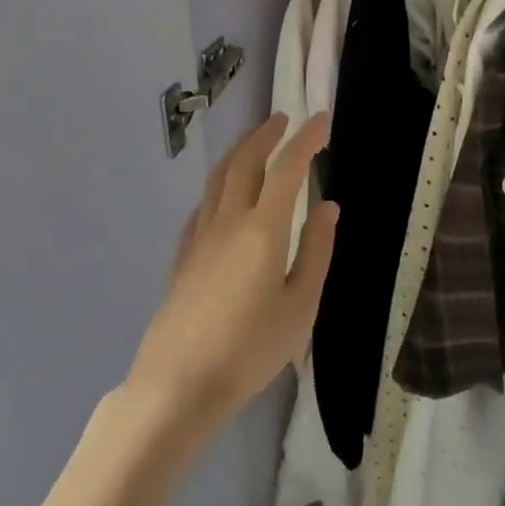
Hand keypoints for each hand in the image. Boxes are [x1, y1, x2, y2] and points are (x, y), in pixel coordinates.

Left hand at [127, 113, 337, 428]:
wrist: (177, 386)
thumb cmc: (249, 350)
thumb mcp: (300, 307)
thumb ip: (316, 252)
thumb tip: (328, 207)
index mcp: (263, 229)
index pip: (287, 168)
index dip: (306, 139)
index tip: (321, 119)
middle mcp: (229, 221)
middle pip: (246, 161)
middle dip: (266, 134)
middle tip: (284, 119)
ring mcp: (200, 237)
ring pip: (219, 177)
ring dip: (240, 150)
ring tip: (255, 141)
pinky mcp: (182, 256)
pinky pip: (203, 204)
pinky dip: (219, 184)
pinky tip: (223, 194)